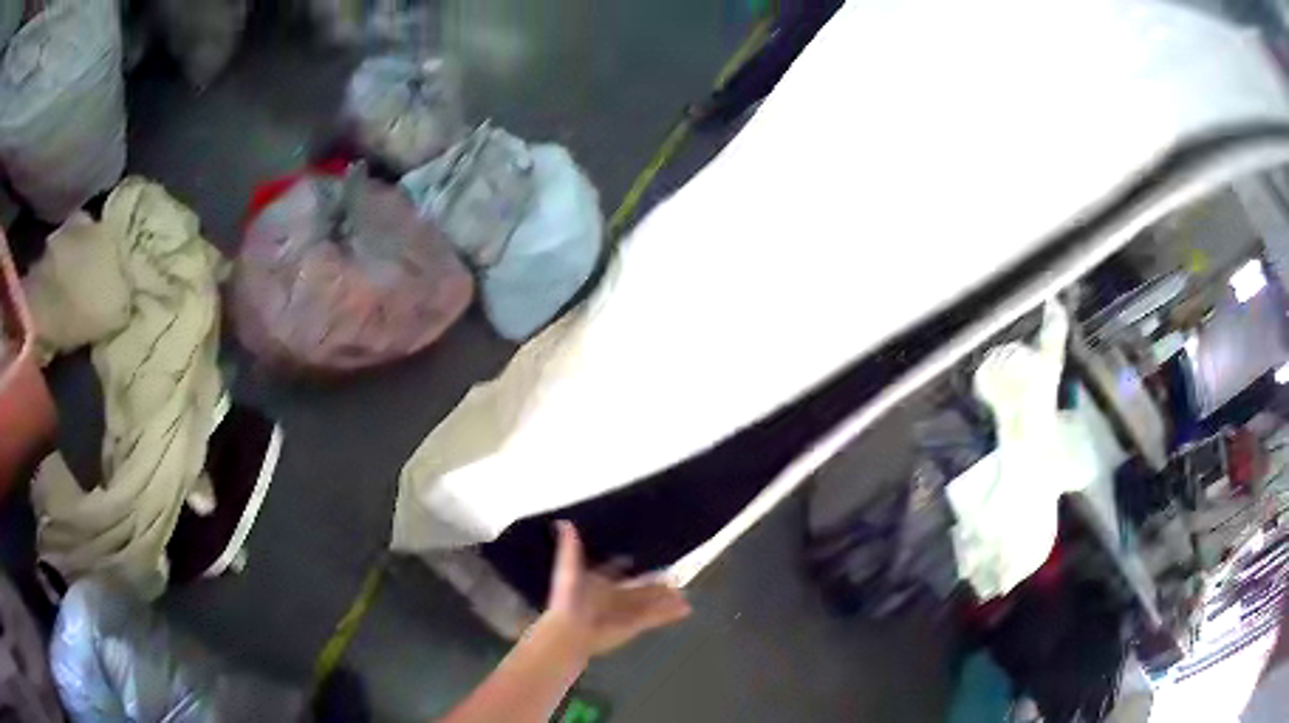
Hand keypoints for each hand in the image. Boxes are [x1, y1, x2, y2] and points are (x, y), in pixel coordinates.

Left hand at [543, 521, 690, 657]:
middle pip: (639, 588)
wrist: (572, 632)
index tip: (639, 555)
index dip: (624, 563)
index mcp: (598, 582)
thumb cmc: (569, 601)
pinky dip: (669, 614)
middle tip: (674, 577)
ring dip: (666, 599)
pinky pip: (655, 617)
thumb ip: (571, 549)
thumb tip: (564, 522)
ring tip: (684, 594)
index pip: (614, 569)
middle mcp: (614, 596)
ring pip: (650, 602)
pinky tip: (685, 609)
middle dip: (655, 584)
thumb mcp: (569, 571)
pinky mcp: (634, 625)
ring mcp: (626, 611)